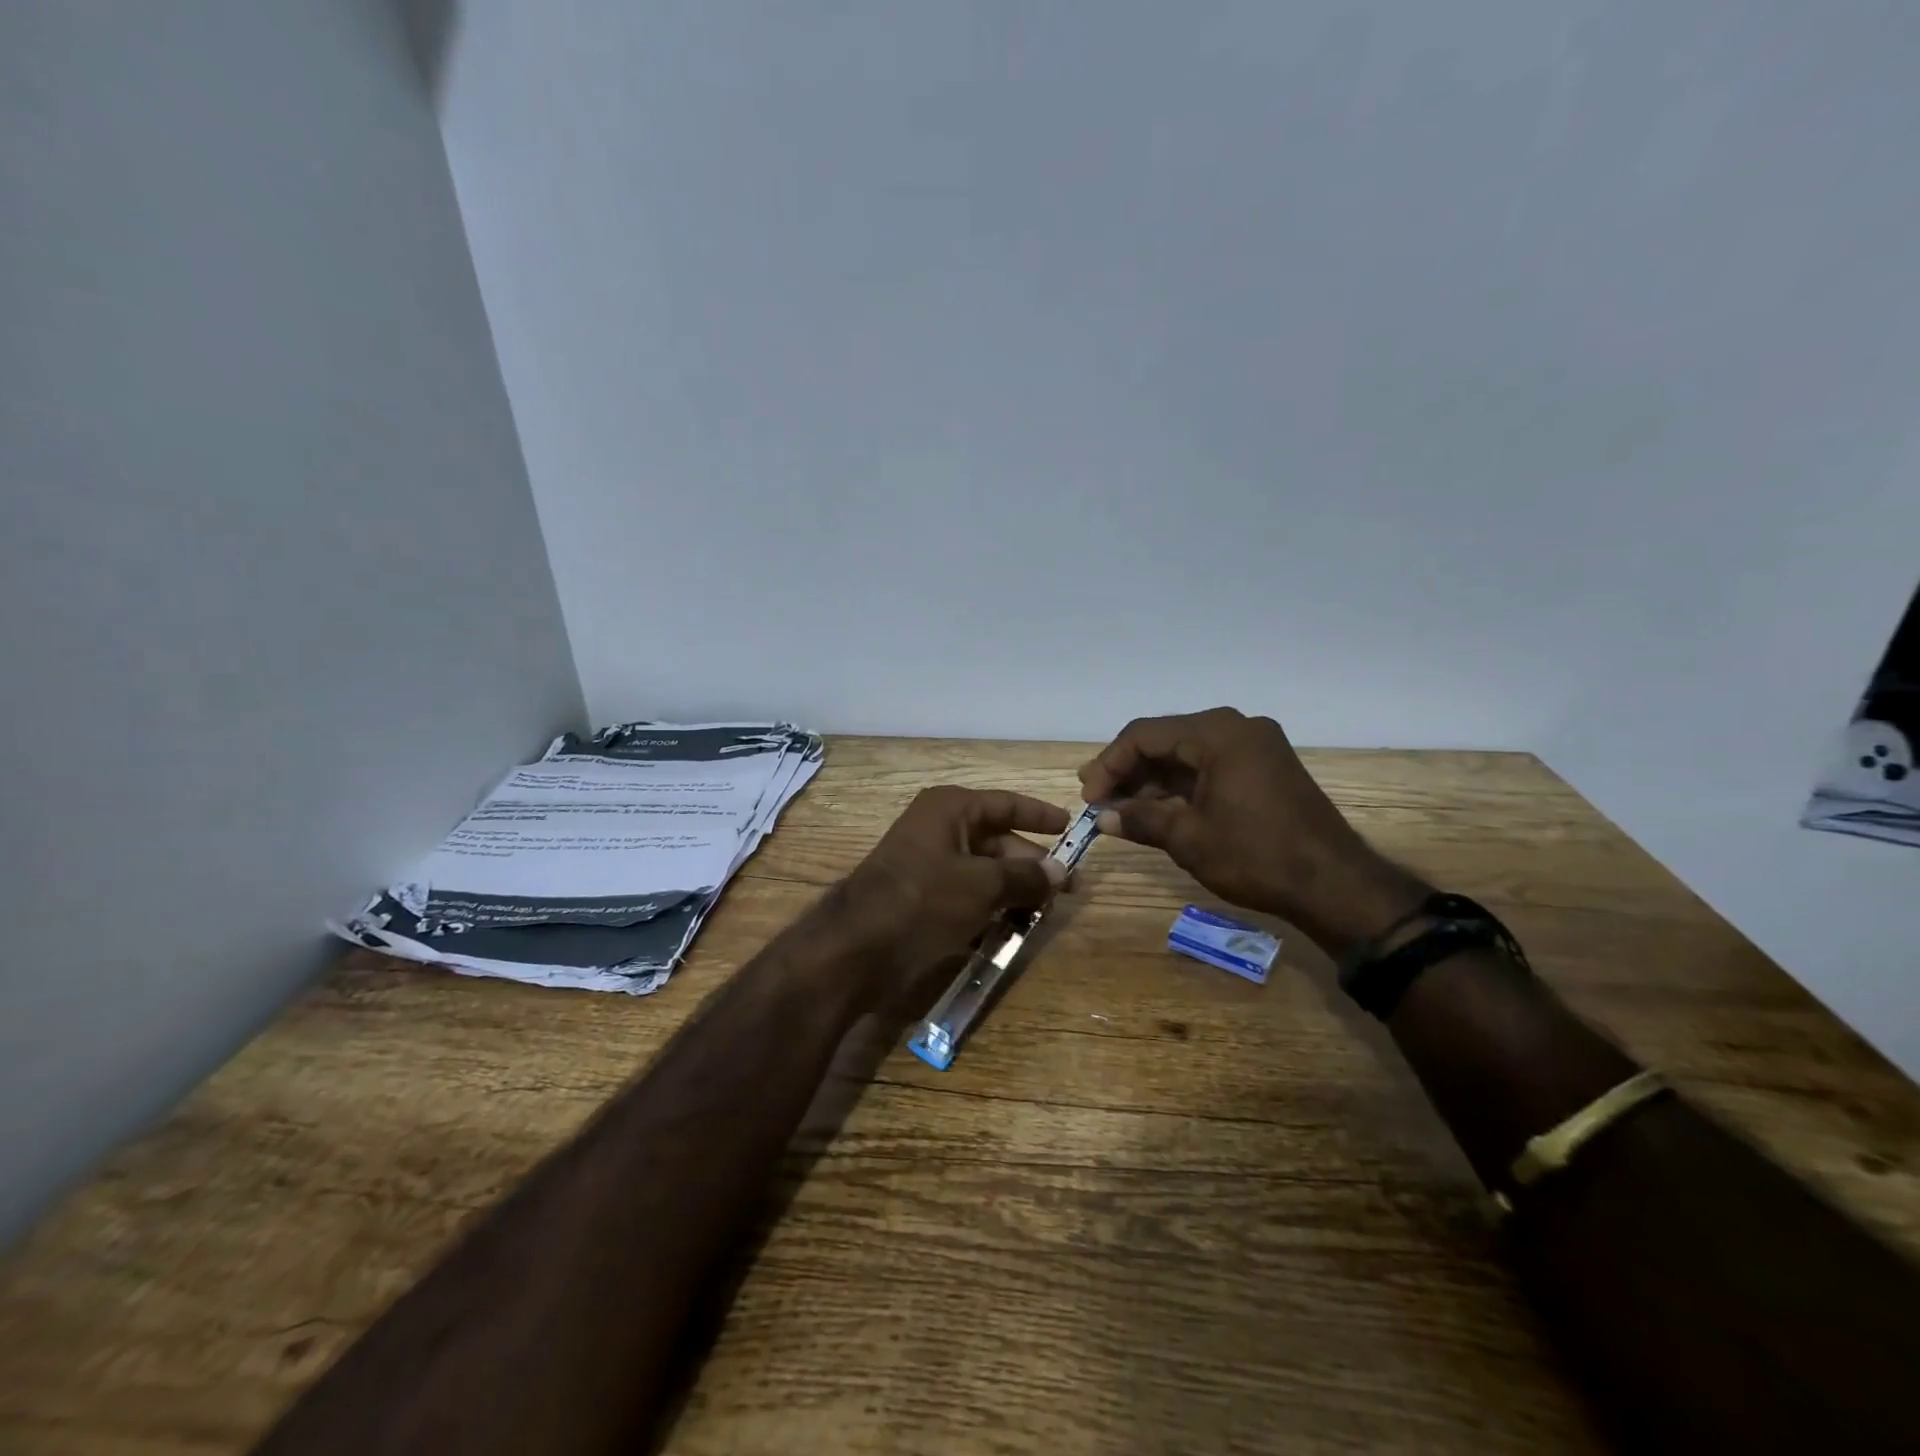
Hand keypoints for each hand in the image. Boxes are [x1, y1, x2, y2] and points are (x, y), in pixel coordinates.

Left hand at [835, 786, 1068, 1003]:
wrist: (858, 947)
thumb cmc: (924, 899)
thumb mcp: (982, 885)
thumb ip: (1025, 876)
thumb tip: (1060, 872)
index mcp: (950, 809)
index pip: (1006, 804)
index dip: (1039, 815)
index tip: (1070, 827)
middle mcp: (939, 829)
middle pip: (997, 840)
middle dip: (1031, 864)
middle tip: (1066, 889)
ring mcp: (929, 864)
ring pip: (984, 871)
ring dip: (1014, 890)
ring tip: (1045, 913)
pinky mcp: (923, 897)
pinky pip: (967, 895)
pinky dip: (990, 908)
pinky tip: (1012, 929)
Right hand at [1078, 708, 1424, 955]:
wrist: (1335, 885)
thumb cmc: (1256, 855)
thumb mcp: (1189, 838)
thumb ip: (1140, 819)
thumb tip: (1102, 817)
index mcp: (1217, 732)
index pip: (1144, 735)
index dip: (1109, 764)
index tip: (1088, 796)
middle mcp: (1237, 727)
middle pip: (1165, 740)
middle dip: (1129, 771)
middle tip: (1098, 801)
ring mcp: (1255, 746)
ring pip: (1187, 754)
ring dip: (1153, 781)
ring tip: (1122, 811)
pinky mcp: (1265, 767)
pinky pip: (1210, 766)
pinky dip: (1182, 786)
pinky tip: (1159, 810)